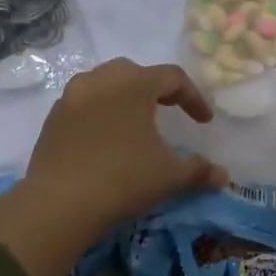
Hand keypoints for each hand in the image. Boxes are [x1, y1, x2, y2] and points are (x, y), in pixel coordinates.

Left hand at [0, 60, 225, 275]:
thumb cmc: (124, 179)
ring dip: (124, 98)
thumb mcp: (169, 176)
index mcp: (134, 84)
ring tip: (136, 123)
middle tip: (169, 111)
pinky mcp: (52, 118)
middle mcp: (100, 80)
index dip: (193, 98)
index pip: (172, 77)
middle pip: (135, 73)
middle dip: (156, 89)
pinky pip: (83, 105)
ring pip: (104, 84)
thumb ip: (198, 170)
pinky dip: (100, 113)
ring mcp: (71, 97)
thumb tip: (223, 177)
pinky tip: (106, 140)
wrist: (60, 202)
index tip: (204, 122)